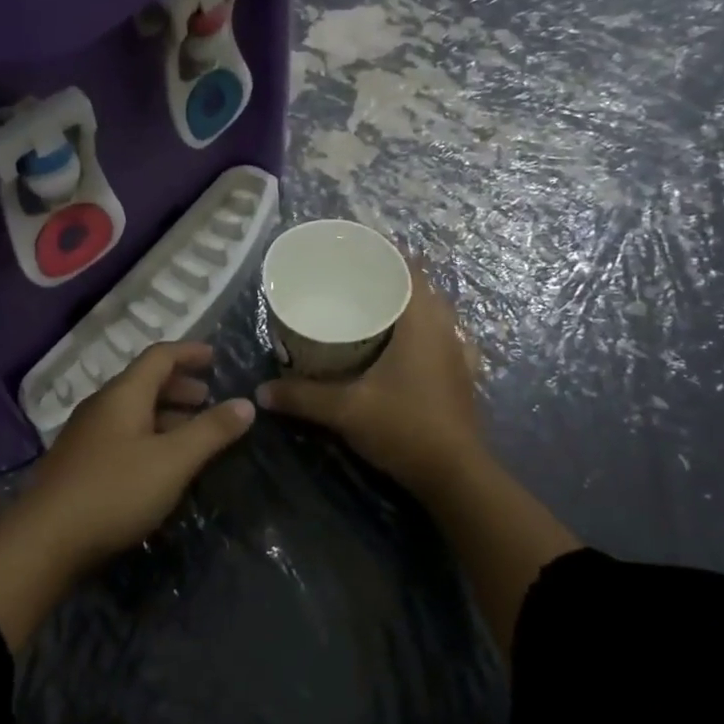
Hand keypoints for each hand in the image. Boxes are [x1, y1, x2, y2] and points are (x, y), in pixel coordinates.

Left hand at [31, 341, 254, 565]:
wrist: (44, 541)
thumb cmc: (115, 490)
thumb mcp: (173, 461)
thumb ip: (211, 431)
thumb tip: (246, 404)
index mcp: (123, 394)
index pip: (159, 356)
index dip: (189, 352)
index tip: (215, 356)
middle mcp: (102, 406)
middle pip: (144, 383)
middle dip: (179, 387)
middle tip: (208, 399)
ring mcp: (87, 435)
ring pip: (133, 412)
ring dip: (165, 414)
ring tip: (192, 433)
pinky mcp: (80, 464)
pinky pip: (123, 435)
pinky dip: (149, 436)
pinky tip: (161, 464)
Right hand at [255, 267, 485, 494]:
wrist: (456, 475)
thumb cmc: (404, 428)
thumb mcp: (346, 410)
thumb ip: (302, 397)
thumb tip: (261, 390)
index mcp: (422, 322)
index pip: (408, 267)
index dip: (384, 252)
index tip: (355, 248)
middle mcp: (445, 329)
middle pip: (421, 286)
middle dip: (390, 278)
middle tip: (353, 279)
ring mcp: (458, 353)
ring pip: (434, 312)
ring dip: (408, 304)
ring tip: (373, 307)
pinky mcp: (461, 375)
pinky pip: (442, 337)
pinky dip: (422, 331)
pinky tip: (402, 345)